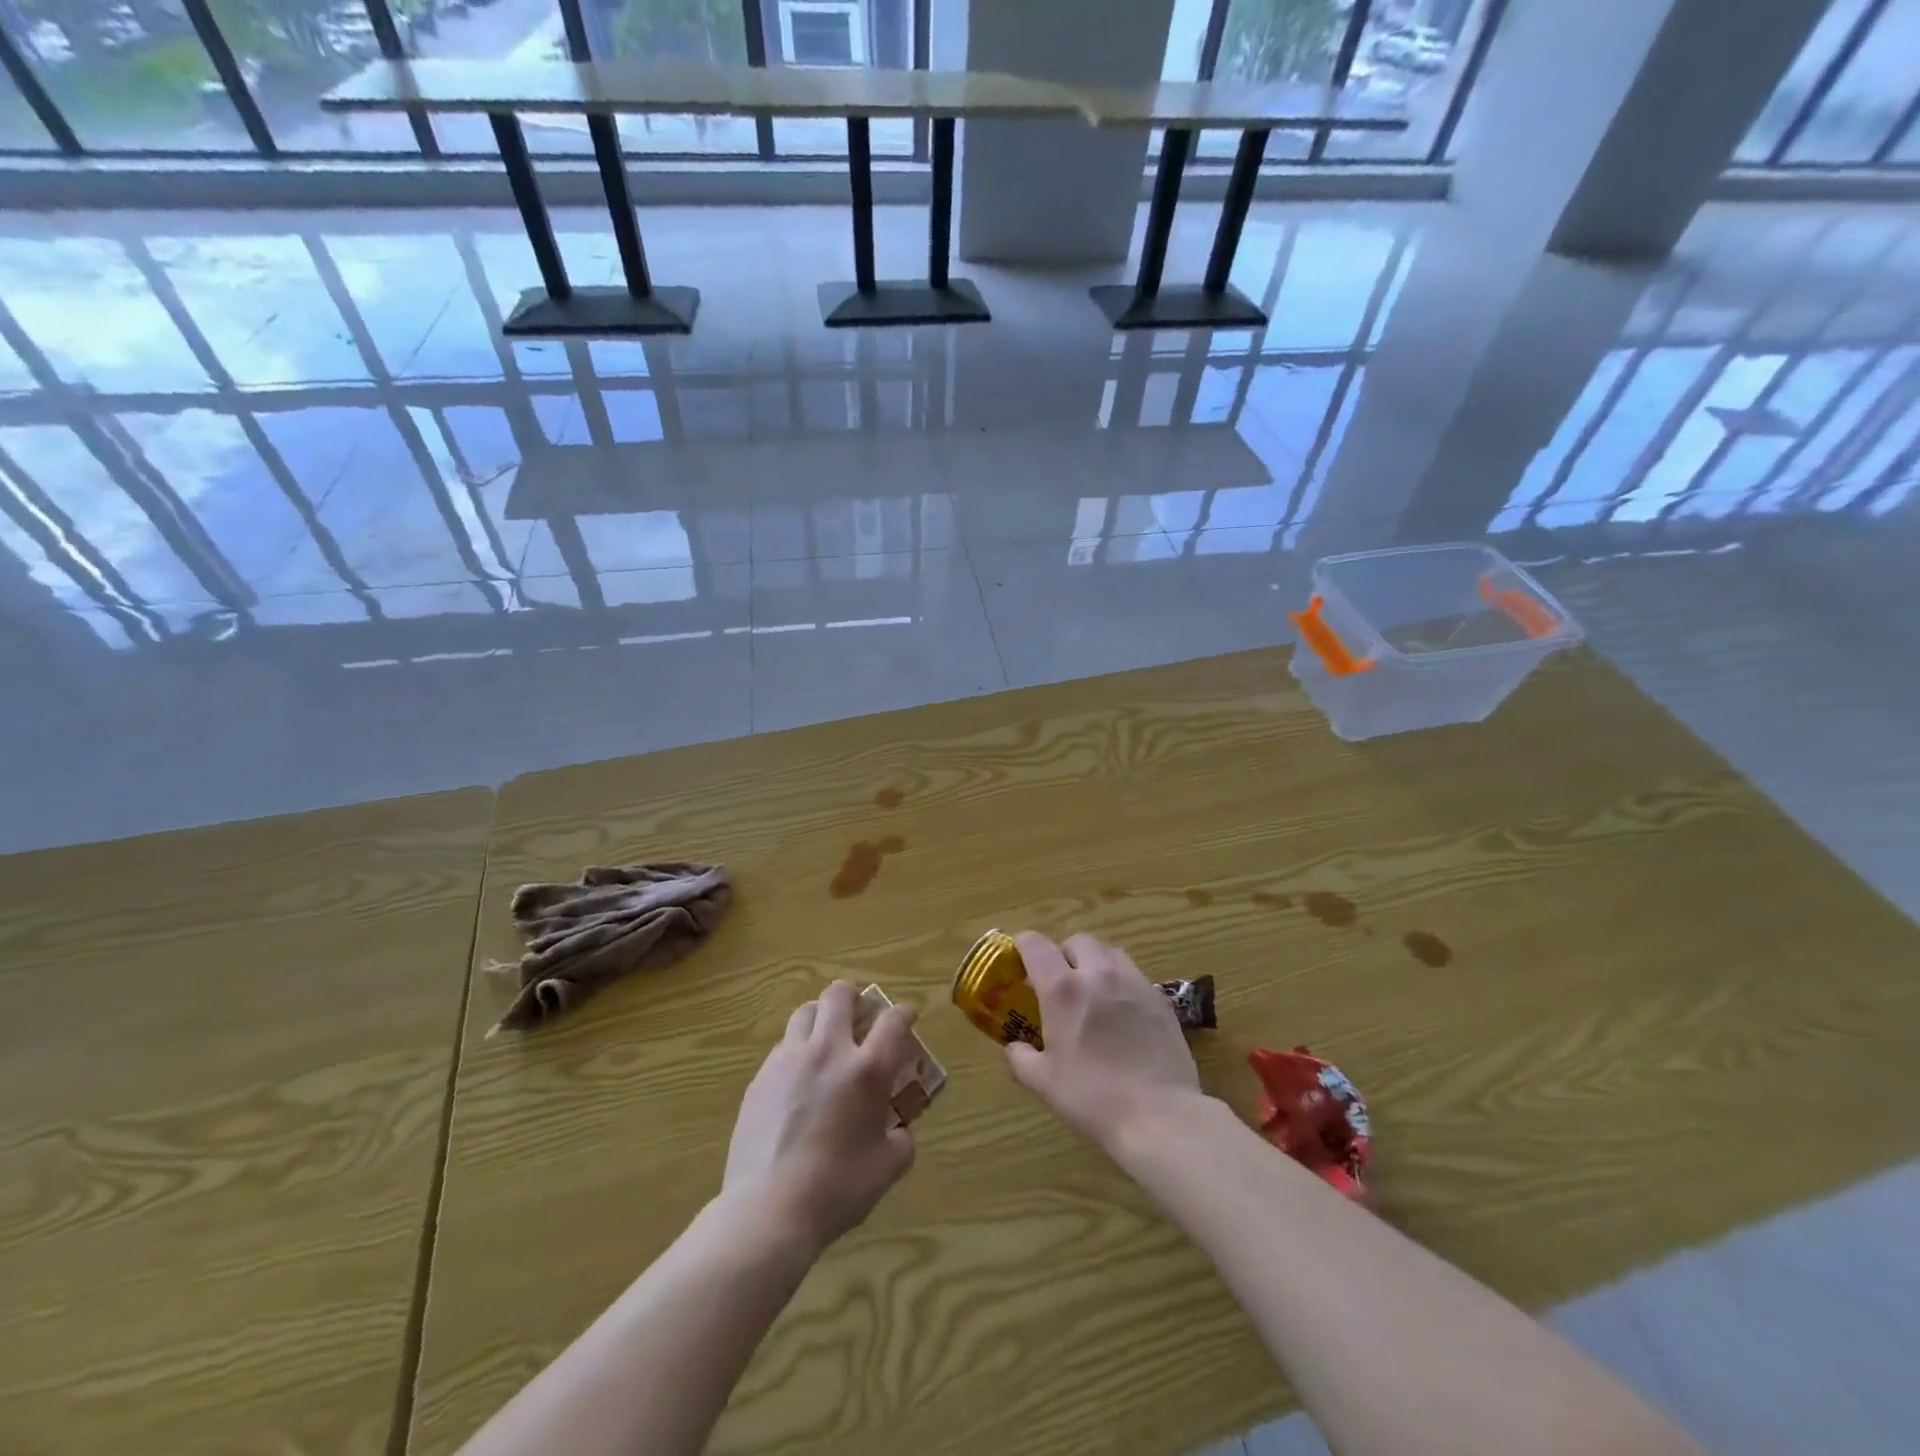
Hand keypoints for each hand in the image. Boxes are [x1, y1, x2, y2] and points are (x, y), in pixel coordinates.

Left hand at [723, 981, 917, 1253]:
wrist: (769, 1210)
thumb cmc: (837, 1190)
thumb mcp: (887, 1168)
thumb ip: (900, 1140)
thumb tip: (897, 1130)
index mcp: (867, 1070)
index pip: (893, 1021)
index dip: (904, 1013)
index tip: (907, 1017)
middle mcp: (829, 1051)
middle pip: (839, 995)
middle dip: (854, 998)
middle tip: (860, 1018)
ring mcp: (789, 1060)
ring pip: (806, 1012)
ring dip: (821, 1017)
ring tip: (826, 1039)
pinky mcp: (760, 1078)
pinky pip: (783, 1046)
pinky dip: (797, 1050)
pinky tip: (798, 1079)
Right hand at [1004, 932, 1202, 1149]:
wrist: (1159, 1114)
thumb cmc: (1093, 1097)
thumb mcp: (1043, 1082)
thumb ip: (1021, 1057)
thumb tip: (1014, 1046)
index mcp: (1063, 989)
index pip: (1035, 944)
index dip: (1022, 946)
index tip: (1019, 962)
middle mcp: (1097, 973)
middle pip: (1076, 941)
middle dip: (1063, 954)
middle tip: (1060, 983)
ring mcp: (1133, 982)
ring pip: (1108, 952)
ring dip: (1094, 962)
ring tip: (1093, 990)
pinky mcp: (1159, 997)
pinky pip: (1134, 974)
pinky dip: (1121, 982)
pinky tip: (1122, 1012)